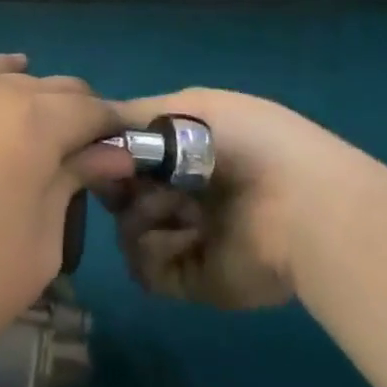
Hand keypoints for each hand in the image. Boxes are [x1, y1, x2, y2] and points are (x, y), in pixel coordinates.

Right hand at [103, 89, 386, 310]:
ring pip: (126, 231)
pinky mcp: (191, 279)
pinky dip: (155, 251)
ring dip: (142, 216)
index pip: (125, 156)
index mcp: (185, 154)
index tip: (99, 152)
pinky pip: (144, 268)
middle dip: (118, 186)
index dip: (107, 154)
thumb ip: (131, 116)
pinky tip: (187, 236)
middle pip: (119, 195)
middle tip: (130, 182)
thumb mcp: (189, 107)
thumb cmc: (247, 143)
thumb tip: (85, 128)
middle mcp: (181, 195)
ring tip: (176, 208)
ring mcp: (185, 239)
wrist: (301, 205)